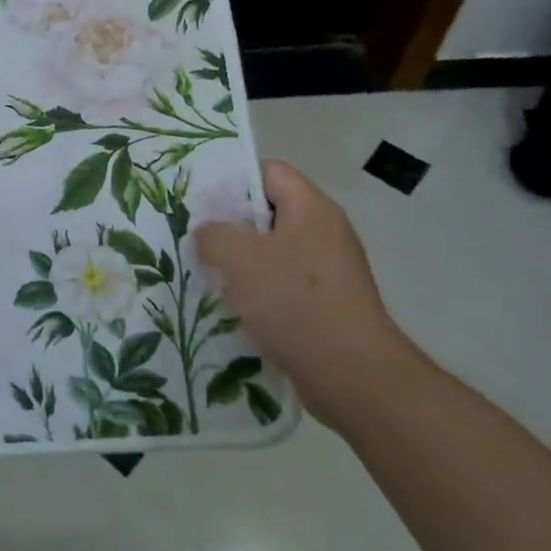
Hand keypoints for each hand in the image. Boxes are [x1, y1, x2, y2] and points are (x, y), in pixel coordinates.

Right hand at [194, 160, 418, 429]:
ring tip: (207, 275)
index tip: (201, 202)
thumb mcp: (239, 258)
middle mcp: (325, 233)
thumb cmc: (296, 304)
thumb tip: (208, 233)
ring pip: (273, 252)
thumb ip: (213, 234)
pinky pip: (283, 286)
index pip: (269, 171)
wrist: (354, 378)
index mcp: (312, 209)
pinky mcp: (327, 305)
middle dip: (231, 226)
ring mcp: (329, 271)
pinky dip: (258, 293)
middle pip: (269, 213)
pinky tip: (233, 309)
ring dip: (241, 264)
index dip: (233, 180)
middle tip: (196, 239)